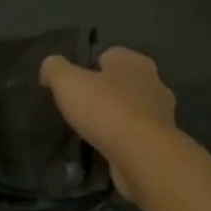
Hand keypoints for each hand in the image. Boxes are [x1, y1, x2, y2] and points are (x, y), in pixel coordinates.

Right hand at [39, 47, 176, 196]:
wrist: (142, 155)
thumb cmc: (105, 108)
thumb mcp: (66, 81)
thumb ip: (54, 68)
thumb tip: (48, 69)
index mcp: (133, 61)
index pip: (109, 55)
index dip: (89, 67)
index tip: (73, 85)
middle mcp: (153, 82)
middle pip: (122, 82)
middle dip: (105, 93)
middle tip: (81, 108)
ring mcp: (162, 114)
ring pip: (132, 109)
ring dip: (115, 118)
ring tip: (91, 132)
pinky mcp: (162, 142)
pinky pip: (137, 135)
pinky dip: (124, 140)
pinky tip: (107, 150)